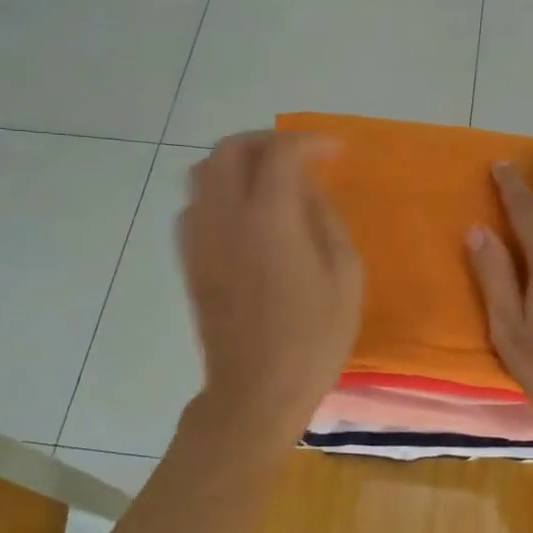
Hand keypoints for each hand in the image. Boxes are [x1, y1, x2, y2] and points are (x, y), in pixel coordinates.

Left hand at [178, 132, 362, 450]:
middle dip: (267, 141)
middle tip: (299, 157)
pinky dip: (219, 192)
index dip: (311, 143)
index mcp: (269, 218)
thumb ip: (326, 221)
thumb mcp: (344, 277)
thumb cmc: (312, 339)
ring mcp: (199, 237)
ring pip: (204, 172)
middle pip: (231, 149)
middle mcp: (225, 216)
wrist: (255, 390)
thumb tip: (307, 191)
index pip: (281, 153)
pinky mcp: (189, 260)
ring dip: (238, 163)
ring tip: (269, 180)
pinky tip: (245, 215)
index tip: (335, 153)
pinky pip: (195, 205)